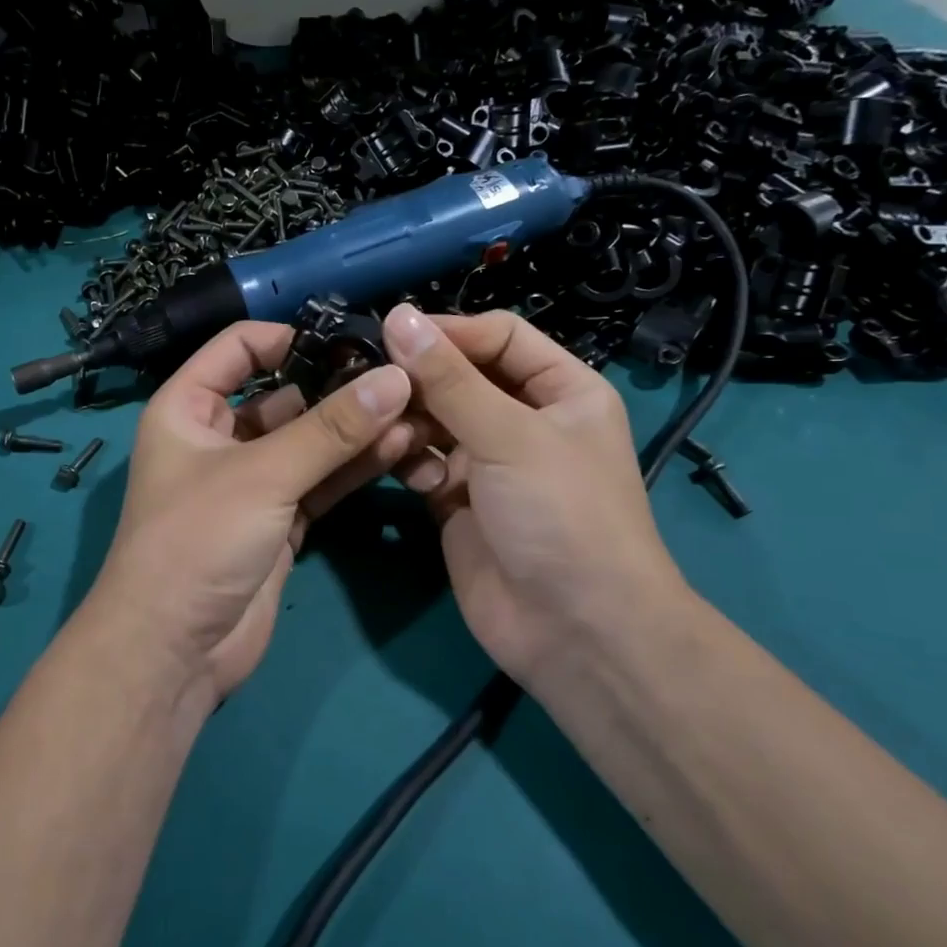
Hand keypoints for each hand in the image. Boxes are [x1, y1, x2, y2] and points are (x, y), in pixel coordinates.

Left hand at [83, 322, 420, 696]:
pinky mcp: (280, 521)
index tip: (347, 338)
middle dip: (336, 386)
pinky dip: (354, 467)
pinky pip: (321, 481)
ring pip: (308, 442)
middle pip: (283, 396)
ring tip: (413, 409)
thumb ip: (331, 429)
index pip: (237, 349)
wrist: (174, 651)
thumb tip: (396, 378)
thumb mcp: (262, 475)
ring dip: (354, 428)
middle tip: (400, 375)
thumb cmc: (197, 540)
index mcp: (187, 408)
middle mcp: (218, 438)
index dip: (287, 337)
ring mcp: (252, 482)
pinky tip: (399, 447)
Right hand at [380, 305, 692, 684]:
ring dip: (411, 423)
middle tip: (371, 382)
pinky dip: (411, 464)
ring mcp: (489, 463)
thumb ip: (448, 378)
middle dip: (421, 381)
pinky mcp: (457, 502)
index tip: (391, 334)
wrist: (575, 630)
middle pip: (461, 378)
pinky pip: (423, 464)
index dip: (449, 332)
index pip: (499, 337)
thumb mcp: (509, 435)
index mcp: (561, 390)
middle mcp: (525, 420)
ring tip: (390, 434)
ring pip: (435, 421)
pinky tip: (411, 478)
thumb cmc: (560, 514)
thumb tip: (397, 316)